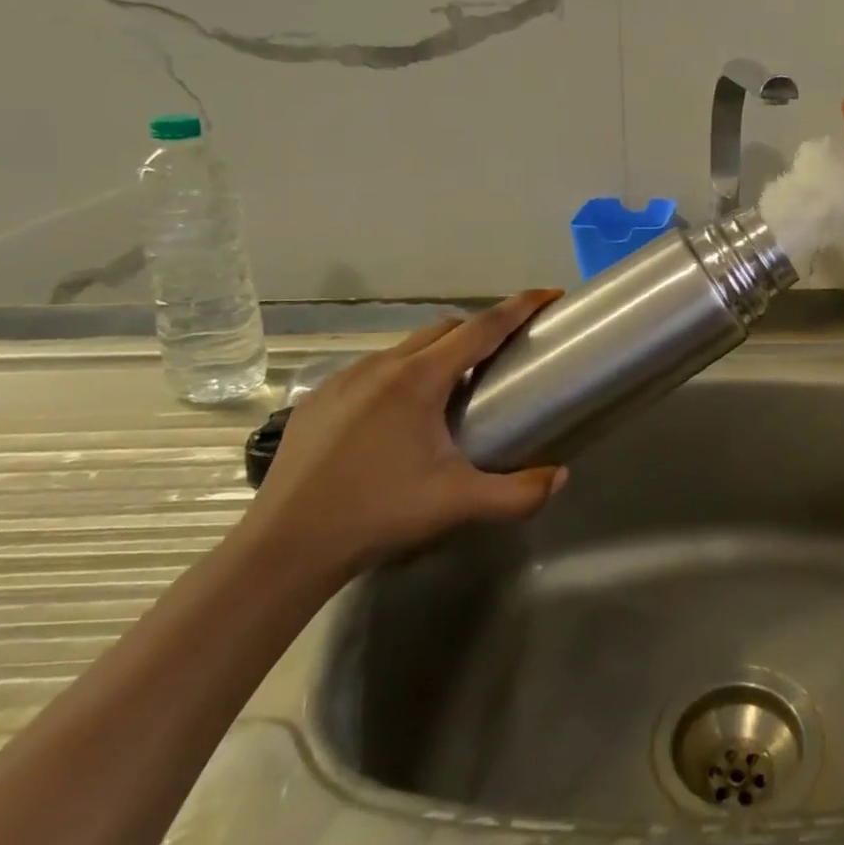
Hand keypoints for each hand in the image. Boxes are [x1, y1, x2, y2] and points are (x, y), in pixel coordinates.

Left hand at [241, 292, 566, 581]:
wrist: (283, 549)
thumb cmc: (377, 514)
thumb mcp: (458, 504)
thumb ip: (518, 493)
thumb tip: (560, 476)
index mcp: (418, 379)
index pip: (482, 327)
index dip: (519, 307)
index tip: (548, 295)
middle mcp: (381, 366)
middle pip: (445, 329)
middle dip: (481, 330)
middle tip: (505, 354)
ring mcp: (343, 380)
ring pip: (406, 348)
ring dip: (438, 354)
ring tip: (452, 390)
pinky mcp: (317, 400)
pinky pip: (372, 370)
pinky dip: (400, 376)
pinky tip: (398, 417)